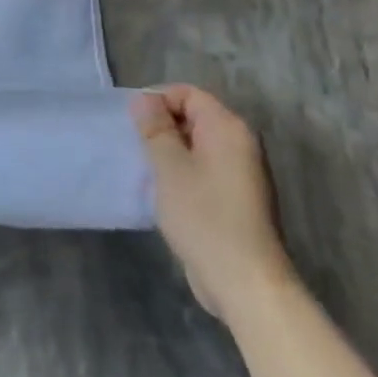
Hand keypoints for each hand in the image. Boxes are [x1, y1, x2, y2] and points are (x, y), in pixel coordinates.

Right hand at [132, 85, 294, 325]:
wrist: (245, 282)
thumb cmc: (204, 217)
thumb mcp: (169, 167)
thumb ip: (155, 128)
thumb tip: (144, 99)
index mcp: (228, 129)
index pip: (188, 94)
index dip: (157, 100)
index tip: (132, 123)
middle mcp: (240, 144)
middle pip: (193, 117)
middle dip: (161, 127)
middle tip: (134, 146)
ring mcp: (241, 174)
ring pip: (196, 146)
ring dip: (168, 153)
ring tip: (144, 170)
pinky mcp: (236, 199)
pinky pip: (203, 171)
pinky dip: (181, 174)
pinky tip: (162, 193)